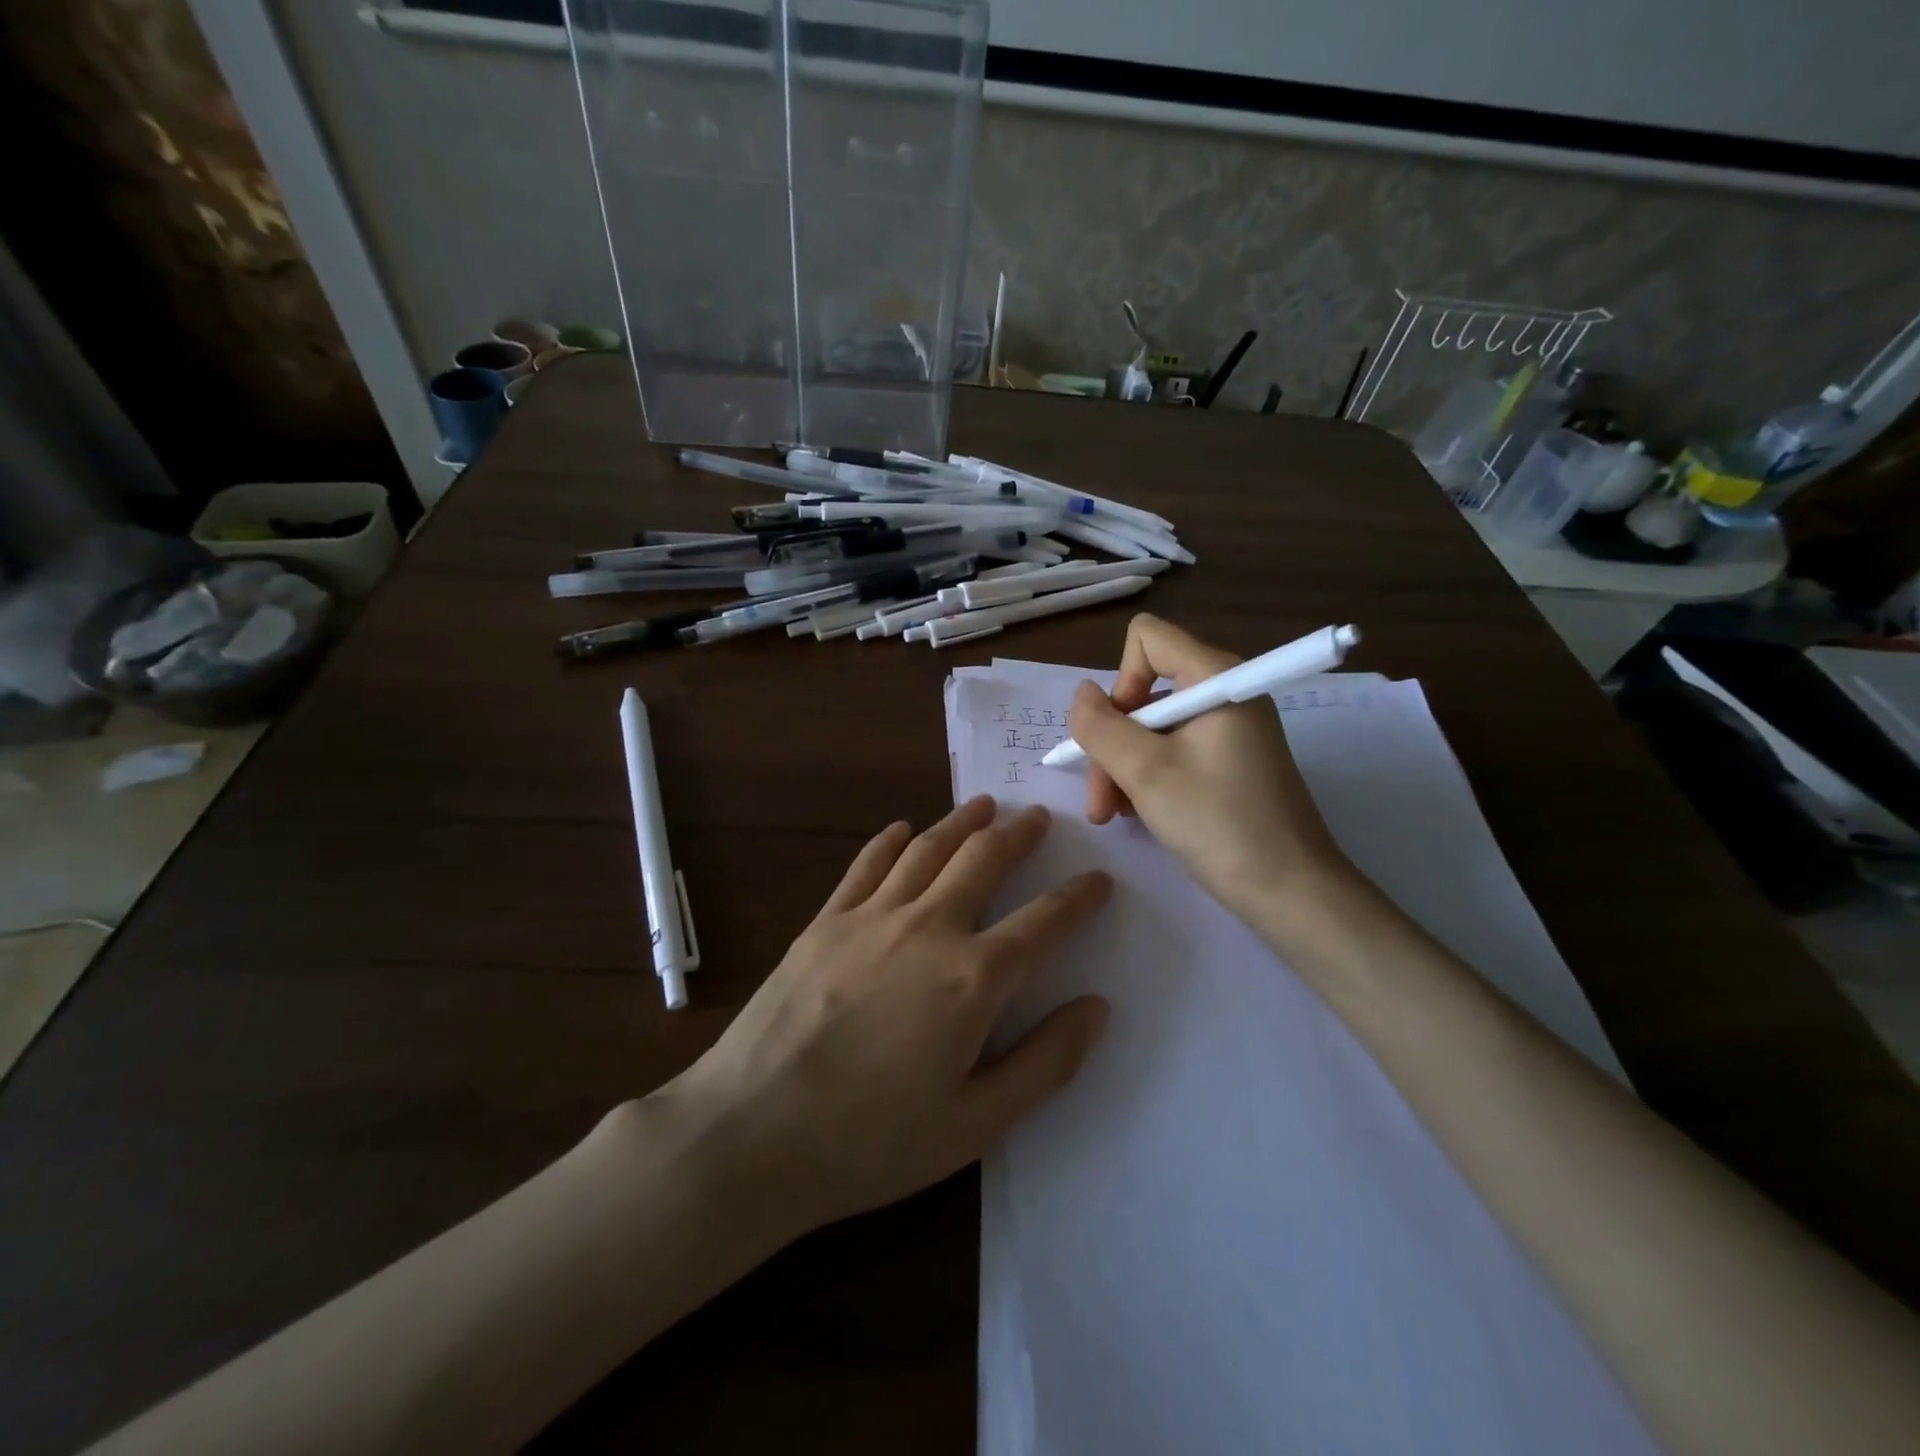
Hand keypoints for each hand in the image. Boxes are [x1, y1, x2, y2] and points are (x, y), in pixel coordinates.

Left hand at [659, 795, 1111, 1236]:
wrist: (752, 1132)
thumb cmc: (872, 1141)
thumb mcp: (976, 1124)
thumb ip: (1045, 1062)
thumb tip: (1096, 1007)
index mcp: (972, 978)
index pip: (1043, 922)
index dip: (1078, 897)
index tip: (1098, 878)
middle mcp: (927, 928)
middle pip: (984, 860)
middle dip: (1018, 834)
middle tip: (1038, 817)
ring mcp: (871, 917)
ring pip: (927, 849)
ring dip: (962, 822)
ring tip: (985, 805)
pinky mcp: (825, 921)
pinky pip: (866, 865)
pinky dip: (891, 840)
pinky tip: (902, 829)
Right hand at [1067, 614, 1352, 920]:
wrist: (1292, 892)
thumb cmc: (1219, 823)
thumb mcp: (1146, 772)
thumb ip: (1101, 726)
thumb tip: (1081, 695)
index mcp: (1216, 677)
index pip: (1148, 639)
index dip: (1120, 681)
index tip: (1119, 735)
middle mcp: (1224, 693)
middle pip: (1144, 692)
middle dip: (1113, 743)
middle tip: (1102, 801)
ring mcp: (1229, 730)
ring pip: (1152, 728)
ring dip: (1123, 768)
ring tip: (1114, 815)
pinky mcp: (1230, 761)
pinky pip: (1174, 751)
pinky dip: (1148, 778)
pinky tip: (1138, 815)